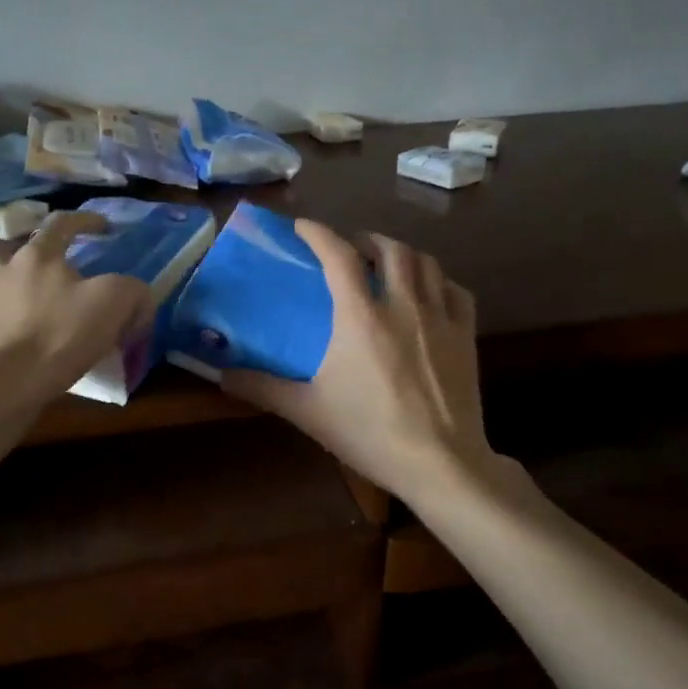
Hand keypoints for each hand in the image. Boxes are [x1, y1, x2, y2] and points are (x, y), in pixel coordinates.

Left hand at [0, 212, 154, 395]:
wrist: (8, 383)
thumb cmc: (61, 336)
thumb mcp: (114, 304)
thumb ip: (133, 291)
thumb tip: (139, 297)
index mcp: (37, 257)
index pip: (62, 224)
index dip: (85, 221)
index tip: (103, 228)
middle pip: (1, 247)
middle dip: (17, 253)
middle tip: (36, 270)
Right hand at [222, 220, 493, 504]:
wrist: (439, 462)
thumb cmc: (369, 432)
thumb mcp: (308, 410)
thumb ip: (263, 388)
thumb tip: (222, 375)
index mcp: (361, 316)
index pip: (339, 254)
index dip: (319, 233)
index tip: (303, 226)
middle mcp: (403, 304)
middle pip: (390, 248)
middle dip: (367, 239)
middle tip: (351, 248)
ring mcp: (440, 317)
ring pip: (426, 263)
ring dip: (403, 253)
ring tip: (388, 263)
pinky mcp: (466, 335)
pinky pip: (456, 291)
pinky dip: (439, 281)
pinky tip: (430, 292)